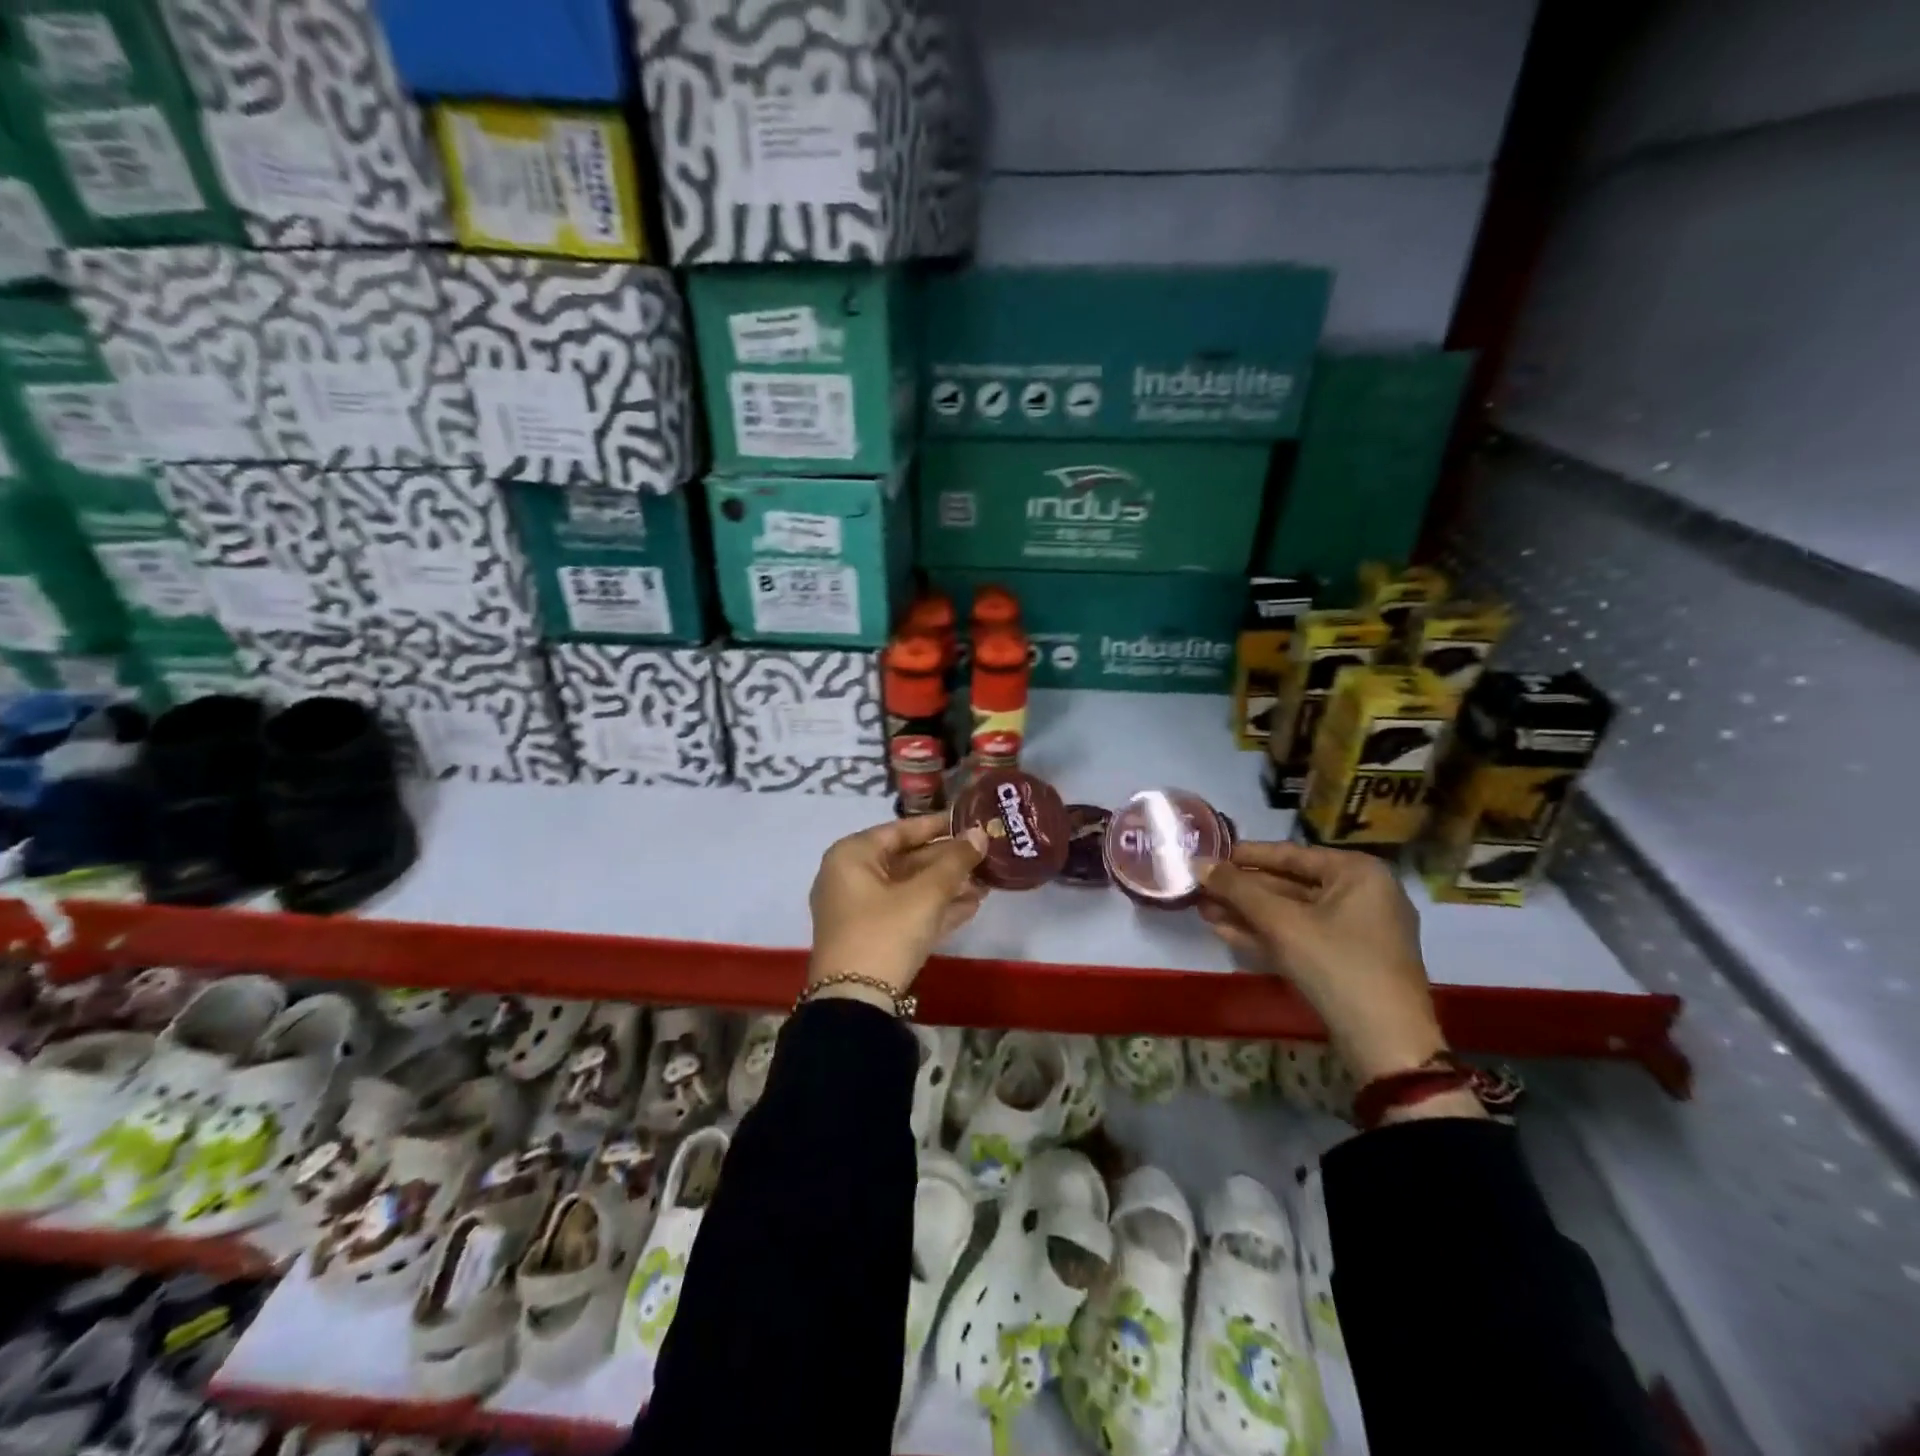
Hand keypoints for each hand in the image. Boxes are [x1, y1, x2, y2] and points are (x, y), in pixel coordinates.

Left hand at [808, 814, 988, 1004]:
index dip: (938, 825)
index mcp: (852, 855)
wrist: (855, 1002)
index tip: (969, 820)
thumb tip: (980, 834)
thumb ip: (955, 861)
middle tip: (985, 856)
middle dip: (948, 861)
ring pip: (909, 888)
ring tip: (987, 882)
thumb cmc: (887, 932)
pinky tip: (971, 906)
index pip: (900, 829)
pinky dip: (934, 908)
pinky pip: (905, 911)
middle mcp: (850, 876)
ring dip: (946, 886)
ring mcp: (858, 909)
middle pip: (906, 859)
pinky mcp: (869, 936)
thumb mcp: (926, 894)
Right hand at [1197, 841, 1448, 1082]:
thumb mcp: (1281, 922)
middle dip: (1241, 890)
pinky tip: (1225, 932)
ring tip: (1202, 909)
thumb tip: (1198, 863)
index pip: (1290, 853)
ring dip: (1247, 913)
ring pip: (1291, 913)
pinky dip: (1265, 934)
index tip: (1208, 855)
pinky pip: (1300, 936)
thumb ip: (1237, 889)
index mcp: (1357, 872)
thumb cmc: (1336, 964)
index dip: (1245, 856)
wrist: (1385, 1043)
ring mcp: (1355, 930)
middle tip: (1200, 886)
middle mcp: (1361, 894)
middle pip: (1289, 884)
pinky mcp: (1345, 960)